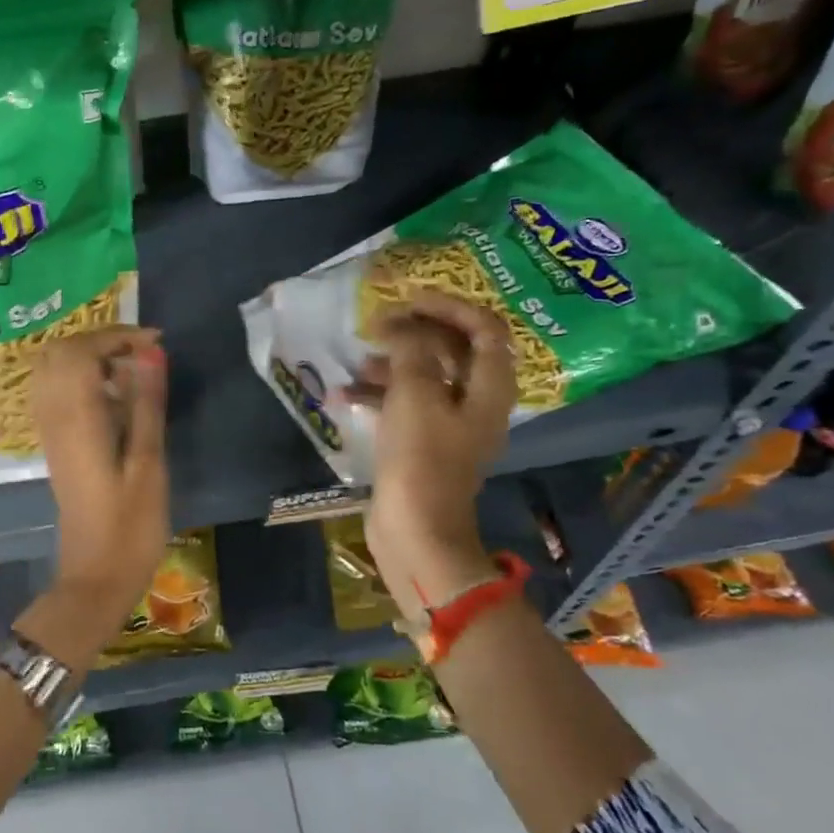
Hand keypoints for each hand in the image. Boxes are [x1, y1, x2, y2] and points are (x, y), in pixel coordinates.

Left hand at [32, 326, 170, 632]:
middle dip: (100, 340)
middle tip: (142, 354)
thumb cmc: (130, 527)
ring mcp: (50, 431)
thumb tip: (151, 353)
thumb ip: (146, 403)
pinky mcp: (55, 444)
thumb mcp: (149, 463)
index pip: (80, 350)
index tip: (156, 344)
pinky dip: (81, 378)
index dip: (117, 336)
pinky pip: (56, 391)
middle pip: (59, 351)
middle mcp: (53, 416)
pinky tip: (113, 397)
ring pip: (53, 369)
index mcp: (76, 418)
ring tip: (131, 371)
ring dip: (89, 357)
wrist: (95, 578)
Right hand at [350, 293, 516, 619]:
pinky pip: (405, 406)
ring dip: (394, 363)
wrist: (415, 532)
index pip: (485, 329)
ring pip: (426, 377)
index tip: (410, 300)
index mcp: (488, 389)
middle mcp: (475, 403)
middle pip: (454, 351)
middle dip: (417, 333)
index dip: (450, 307)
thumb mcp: (415, 394)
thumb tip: (401, 326)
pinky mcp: (422, 445)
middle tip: (379, 325)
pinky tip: (346, 395)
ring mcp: (449, 426)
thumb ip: (411, 350)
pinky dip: (380, 395)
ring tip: (358, 360)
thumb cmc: (420, 460)